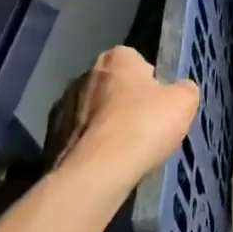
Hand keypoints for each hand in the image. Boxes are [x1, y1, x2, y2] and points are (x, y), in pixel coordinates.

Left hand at [48, 46, 197, 183]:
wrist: (96, 173)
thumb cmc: (143, 126)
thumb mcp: (184, 102)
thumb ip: (184, 89)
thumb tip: (179, 90)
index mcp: (116, 58)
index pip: (138, 62)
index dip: (151, 83)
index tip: (159, 105)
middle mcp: (84, 74)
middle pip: (113, 87)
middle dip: (125, 103)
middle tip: (144, 129)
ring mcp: (62, 106)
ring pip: (93, 113)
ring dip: (105, 125)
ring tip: (124, 151)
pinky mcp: (48, 138)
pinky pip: (78, 137)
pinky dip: (90, 147)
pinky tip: (104, 164)